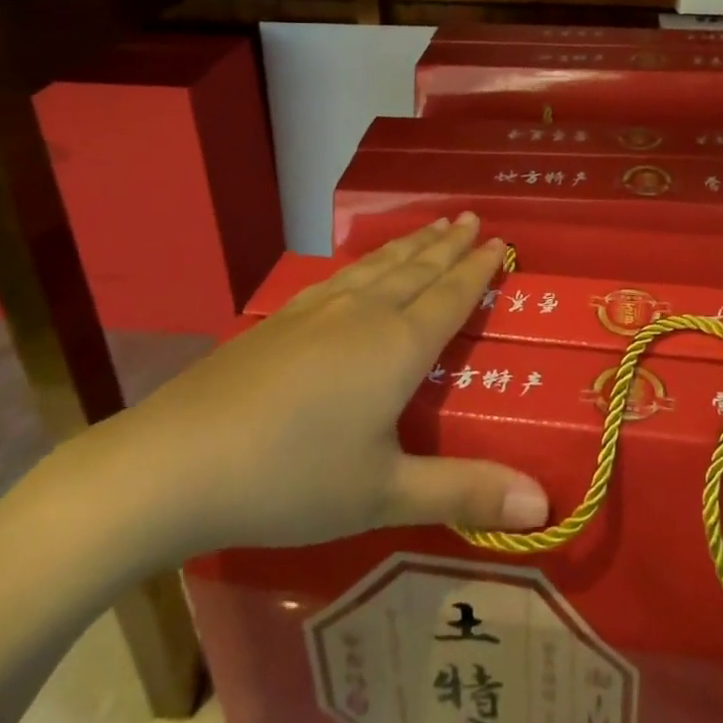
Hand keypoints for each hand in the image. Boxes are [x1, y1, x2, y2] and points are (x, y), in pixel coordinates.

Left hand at [63, 215, 547, 567]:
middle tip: (470, 216)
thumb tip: (545, 506)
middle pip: (417, 268)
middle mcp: (364, 315)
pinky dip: (365, 261)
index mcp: (397, 347)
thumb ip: (464, 493)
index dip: (477, 269)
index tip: (498, 241)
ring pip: (378, 266)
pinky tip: (358, 266)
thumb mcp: (384, 494)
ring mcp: (317, 312)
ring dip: (410, 244)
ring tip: (431, 225)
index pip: (450, 296)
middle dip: (447, 243)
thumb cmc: (292, 480)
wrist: (176, 463)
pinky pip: (340, 276)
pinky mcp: (279, 320)